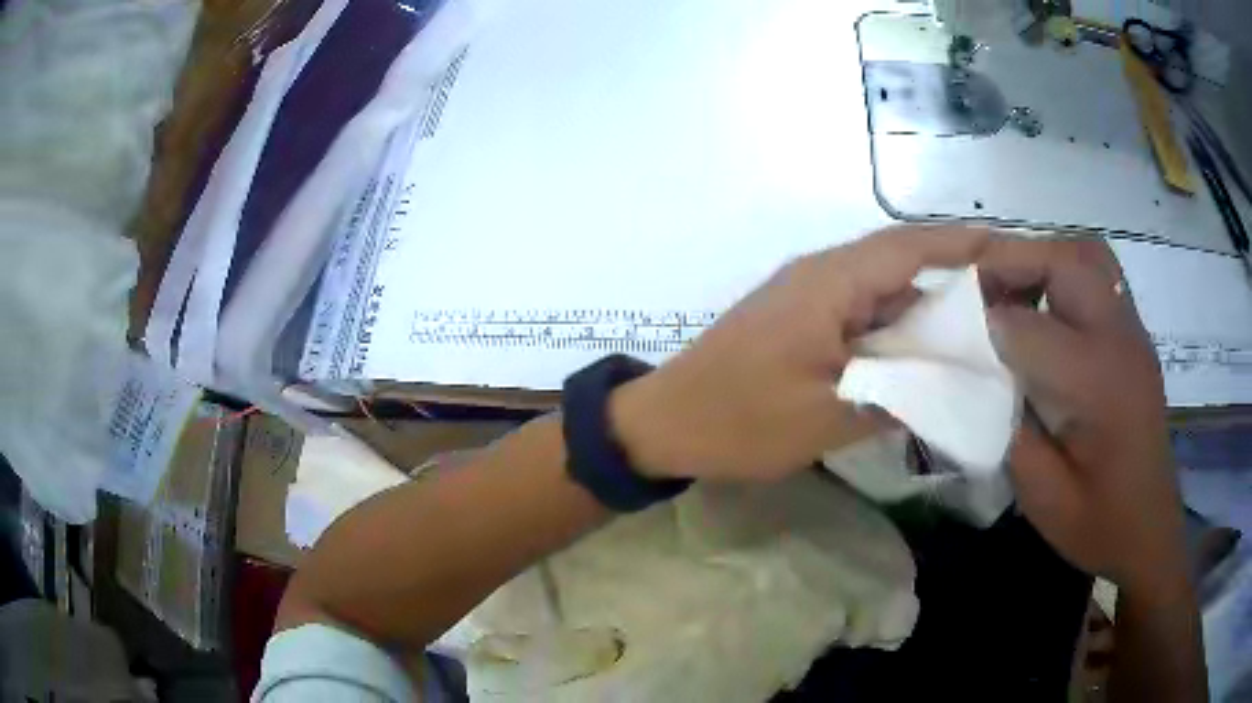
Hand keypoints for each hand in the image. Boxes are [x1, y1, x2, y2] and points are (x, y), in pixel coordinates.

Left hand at [609, 225, 988, 481]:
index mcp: (829, 283)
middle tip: (1007, 303)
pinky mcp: (799, 321)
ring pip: (882, 294)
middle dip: (955, 282)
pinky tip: (921, 360)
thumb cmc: (737, 420)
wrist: (662, 424)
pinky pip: (860, 316)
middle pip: (901, 266)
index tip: (1010, 249)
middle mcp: (821, 276)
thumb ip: (894, 397)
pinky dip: (894, 333)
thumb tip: (946, 386)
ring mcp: (808, 298)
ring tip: (978, 335)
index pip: (911, 247)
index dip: (963, 246)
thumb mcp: (825, 417)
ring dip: (925, 312)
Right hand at [977, 237, 1186, 589]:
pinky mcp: (1135, 335)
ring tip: (1010, 292)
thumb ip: (1006, 426)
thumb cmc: (1098, 524)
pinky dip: (1063, 273)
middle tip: (973, 292)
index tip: (945, 334)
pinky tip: (1045, 310)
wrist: (1150, 530)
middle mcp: (1120, 340)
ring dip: (1041, 260)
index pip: (1026, 327)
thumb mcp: (1042, 495)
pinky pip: (1099, 275)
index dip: (980, 324)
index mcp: (1097, 385)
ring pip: (1086, 254)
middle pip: (1063, 262)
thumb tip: (972, 373)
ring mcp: (1133, 332)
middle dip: (1011, 263)